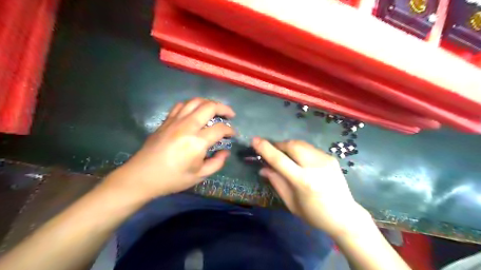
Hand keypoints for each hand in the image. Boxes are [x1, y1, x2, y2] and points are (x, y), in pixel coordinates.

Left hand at [105, 98, 236, 201]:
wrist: (142, 176)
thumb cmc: (172, 179)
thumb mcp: (199, 176)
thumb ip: (217, 163)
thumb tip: (225, 152)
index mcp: (197, 142)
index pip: (219, 129)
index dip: (230, 130)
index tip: (232, 135)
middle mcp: (187, 126)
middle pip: (209, 107)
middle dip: (224, 108)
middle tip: (230, 114)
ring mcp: (175, 121)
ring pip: (195, 101)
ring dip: (209, 103)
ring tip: (215, 110)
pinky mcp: (166, 121)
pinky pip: (181, 105)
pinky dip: (192, 105)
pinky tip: (195, 111)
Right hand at [252, 139, 370, 236]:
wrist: (345, 216)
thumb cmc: (315, 215)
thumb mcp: (291, 203)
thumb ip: (277, 182)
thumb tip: (263, 168)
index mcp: (304, 181)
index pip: (279, 160)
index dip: (265, 148)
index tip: (254, 140)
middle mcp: (315, 166)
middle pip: (291, 145)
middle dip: (278, 145)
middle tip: (271, 151)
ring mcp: (325, 159)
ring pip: (301, 144)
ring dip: (288, 146)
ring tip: (284, 155)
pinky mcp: (331, 157)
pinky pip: (309, 148)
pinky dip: (299, 150)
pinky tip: (299, 160)